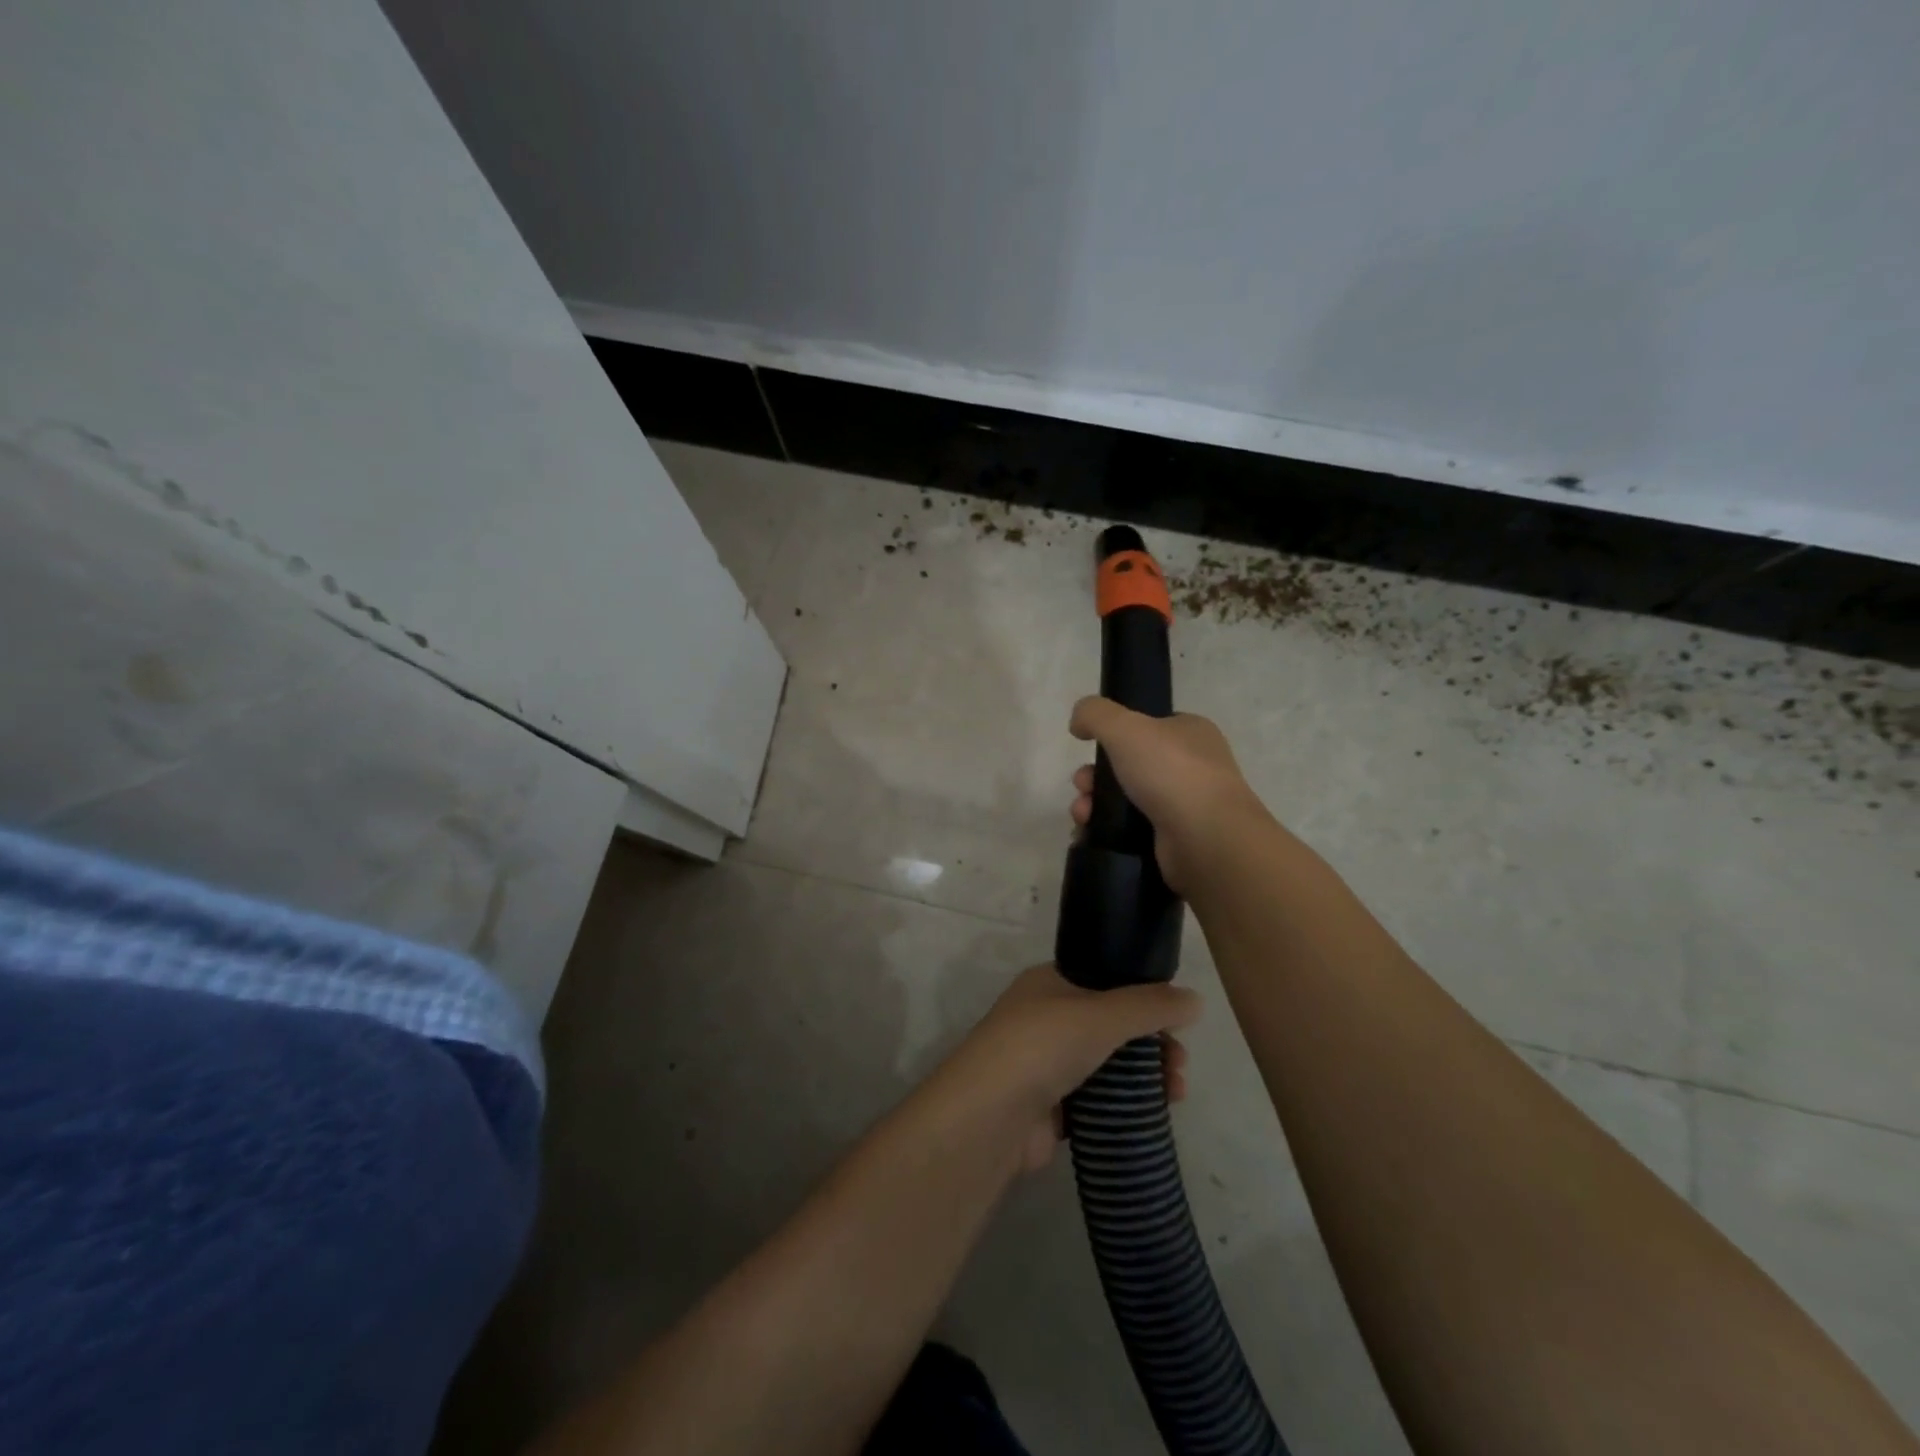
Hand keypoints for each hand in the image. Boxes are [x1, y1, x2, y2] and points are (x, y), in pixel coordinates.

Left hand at [940, 964, 1199, 1172]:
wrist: (990, 1117)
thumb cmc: (1042, 1045)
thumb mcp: (1102, 1013)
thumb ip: (1150, 1006)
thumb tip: (1194, 999)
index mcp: (1049, 982)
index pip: (1105, 978)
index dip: (1142, 995)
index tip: (1175, 1019)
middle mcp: (1046, 1017)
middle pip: (1111, 1023)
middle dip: (1151, 1041)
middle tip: (1179, 1064)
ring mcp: (1047, 1063)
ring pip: (1108, 1063)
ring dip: (1145, 1075)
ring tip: (1176, 1093)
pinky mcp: (1051, 1107)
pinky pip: (1098, 1099)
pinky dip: (1125, 1104)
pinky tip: (1153, 1113)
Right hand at [1068, 696, 1269, 893]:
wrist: (1207, 839)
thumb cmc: (1171, 772)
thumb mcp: (1125, 727)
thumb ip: (1095, 714)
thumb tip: (1079, 721)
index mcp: (1191, 732)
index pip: (1147, 726)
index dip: (1113, 735)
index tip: (1089, 747)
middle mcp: (1192, 766)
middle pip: (1128, 765)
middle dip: (1095, 776)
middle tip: (1083, 786)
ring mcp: (1185, 806)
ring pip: (1125, 799)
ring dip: (1095, 804)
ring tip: (1083, 815)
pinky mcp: (1174, 840)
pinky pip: (1130, 830)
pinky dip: (1106, 830)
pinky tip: (1088, 834)